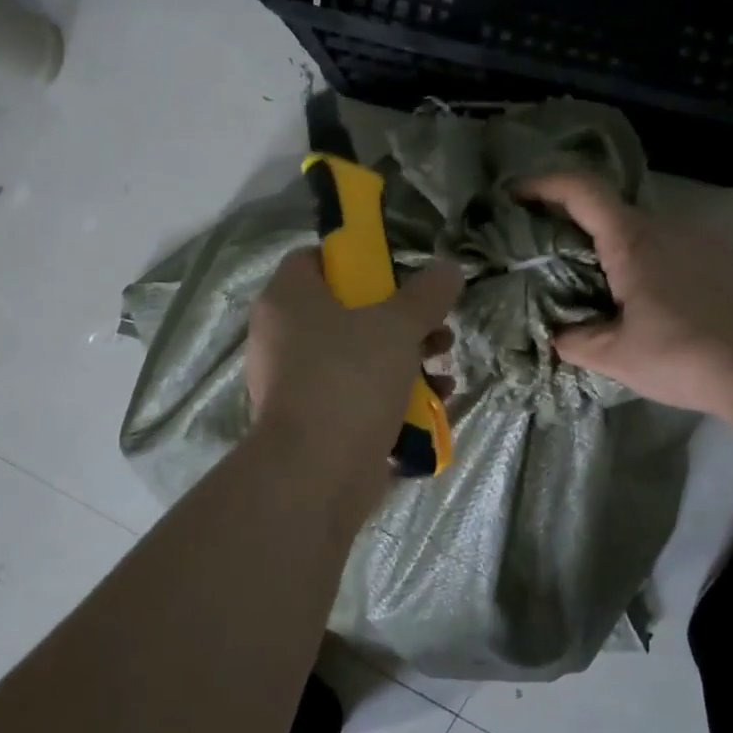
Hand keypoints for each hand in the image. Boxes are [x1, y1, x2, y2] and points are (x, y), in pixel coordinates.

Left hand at [245, 251, 462, 483]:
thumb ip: (426, 295)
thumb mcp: (398, 326)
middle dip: (400, 319)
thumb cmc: (350, 379)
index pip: (313, 259)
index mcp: (288, 300)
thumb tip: (449, 269)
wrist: (316, 473)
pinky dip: (391, 395)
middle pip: (346, 311)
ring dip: (406, 359)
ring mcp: (296, 383)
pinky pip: (356, 395)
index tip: (397, 274)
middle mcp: (283, 337)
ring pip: (357, 356)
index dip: (356, 260)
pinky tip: (433, 402)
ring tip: (443, 367)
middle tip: (435, 328)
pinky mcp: (314, 422)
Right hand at [517, 174, 732, 418]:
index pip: (582, 189)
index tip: (515, 195)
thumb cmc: (682, 357)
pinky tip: (644, 298)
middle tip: (546, 254)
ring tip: (595, 285)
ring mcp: (698, 239)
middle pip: (608, 209)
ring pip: (641, 229)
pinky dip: (643, 259)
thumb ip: (574, 340)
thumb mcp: (615, 357)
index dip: (544, 183)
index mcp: (632, 241)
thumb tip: (556, 333)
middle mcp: (665, 227)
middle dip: (572, 223)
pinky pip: (669, 246)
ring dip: (610, 245)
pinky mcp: (721, 258)